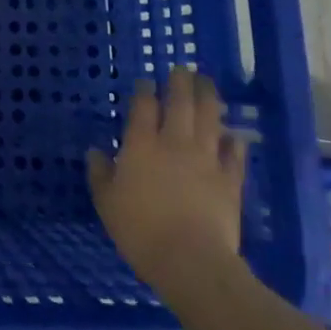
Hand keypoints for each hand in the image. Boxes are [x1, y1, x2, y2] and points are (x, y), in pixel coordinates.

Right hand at [88, 66, 247, 285]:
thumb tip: (95, 152)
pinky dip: (234, 142)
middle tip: (182, 69)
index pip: (143, 107)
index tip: (145, 80)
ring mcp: (206, 159)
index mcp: (141, 144)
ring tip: (208, 84)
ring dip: (208, 98)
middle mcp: (174, 142)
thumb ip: (101, 174)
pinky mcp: (230, 181)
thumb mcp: (107, 203)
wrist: (191, 260)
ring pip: (209, 119)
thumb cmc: (140, 230)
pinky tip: (234, 135)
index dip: (144, 90)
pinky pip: (235, 155)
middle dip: (180, 83)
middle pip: (180, 103)